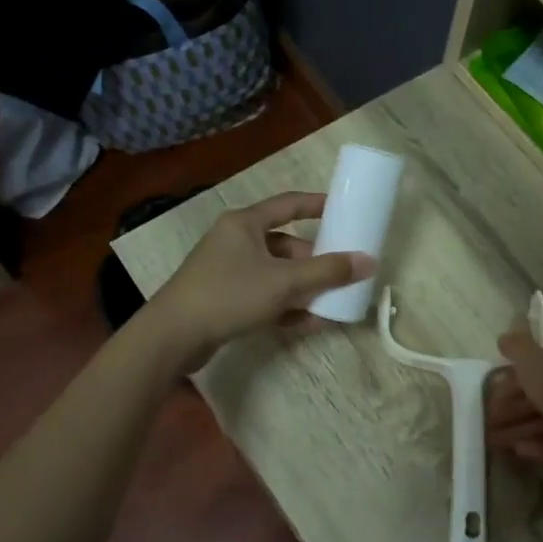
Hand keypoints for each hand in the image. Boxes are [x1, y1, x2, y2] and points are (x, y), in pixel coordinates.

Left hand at [149, 192, 374, 367]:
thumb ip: (327, 272)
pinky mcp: (224, 299)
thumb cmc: (229, 295)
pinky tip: (310, 322)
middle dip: (315, 259)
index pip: (288, 205)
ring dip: (304, 287)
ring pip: (276, 273)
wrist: (174, 336)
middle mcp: (235, 241)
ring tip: (332, 301)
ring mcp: (227, 271)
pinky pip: (264, 296)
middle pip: (285, 244)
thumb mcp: (284, 282)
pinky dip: (286, 306)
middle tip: (342, 270)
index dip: (316, 205)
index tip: (343, 209)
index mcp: (245, 224)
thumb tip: (368, 261)